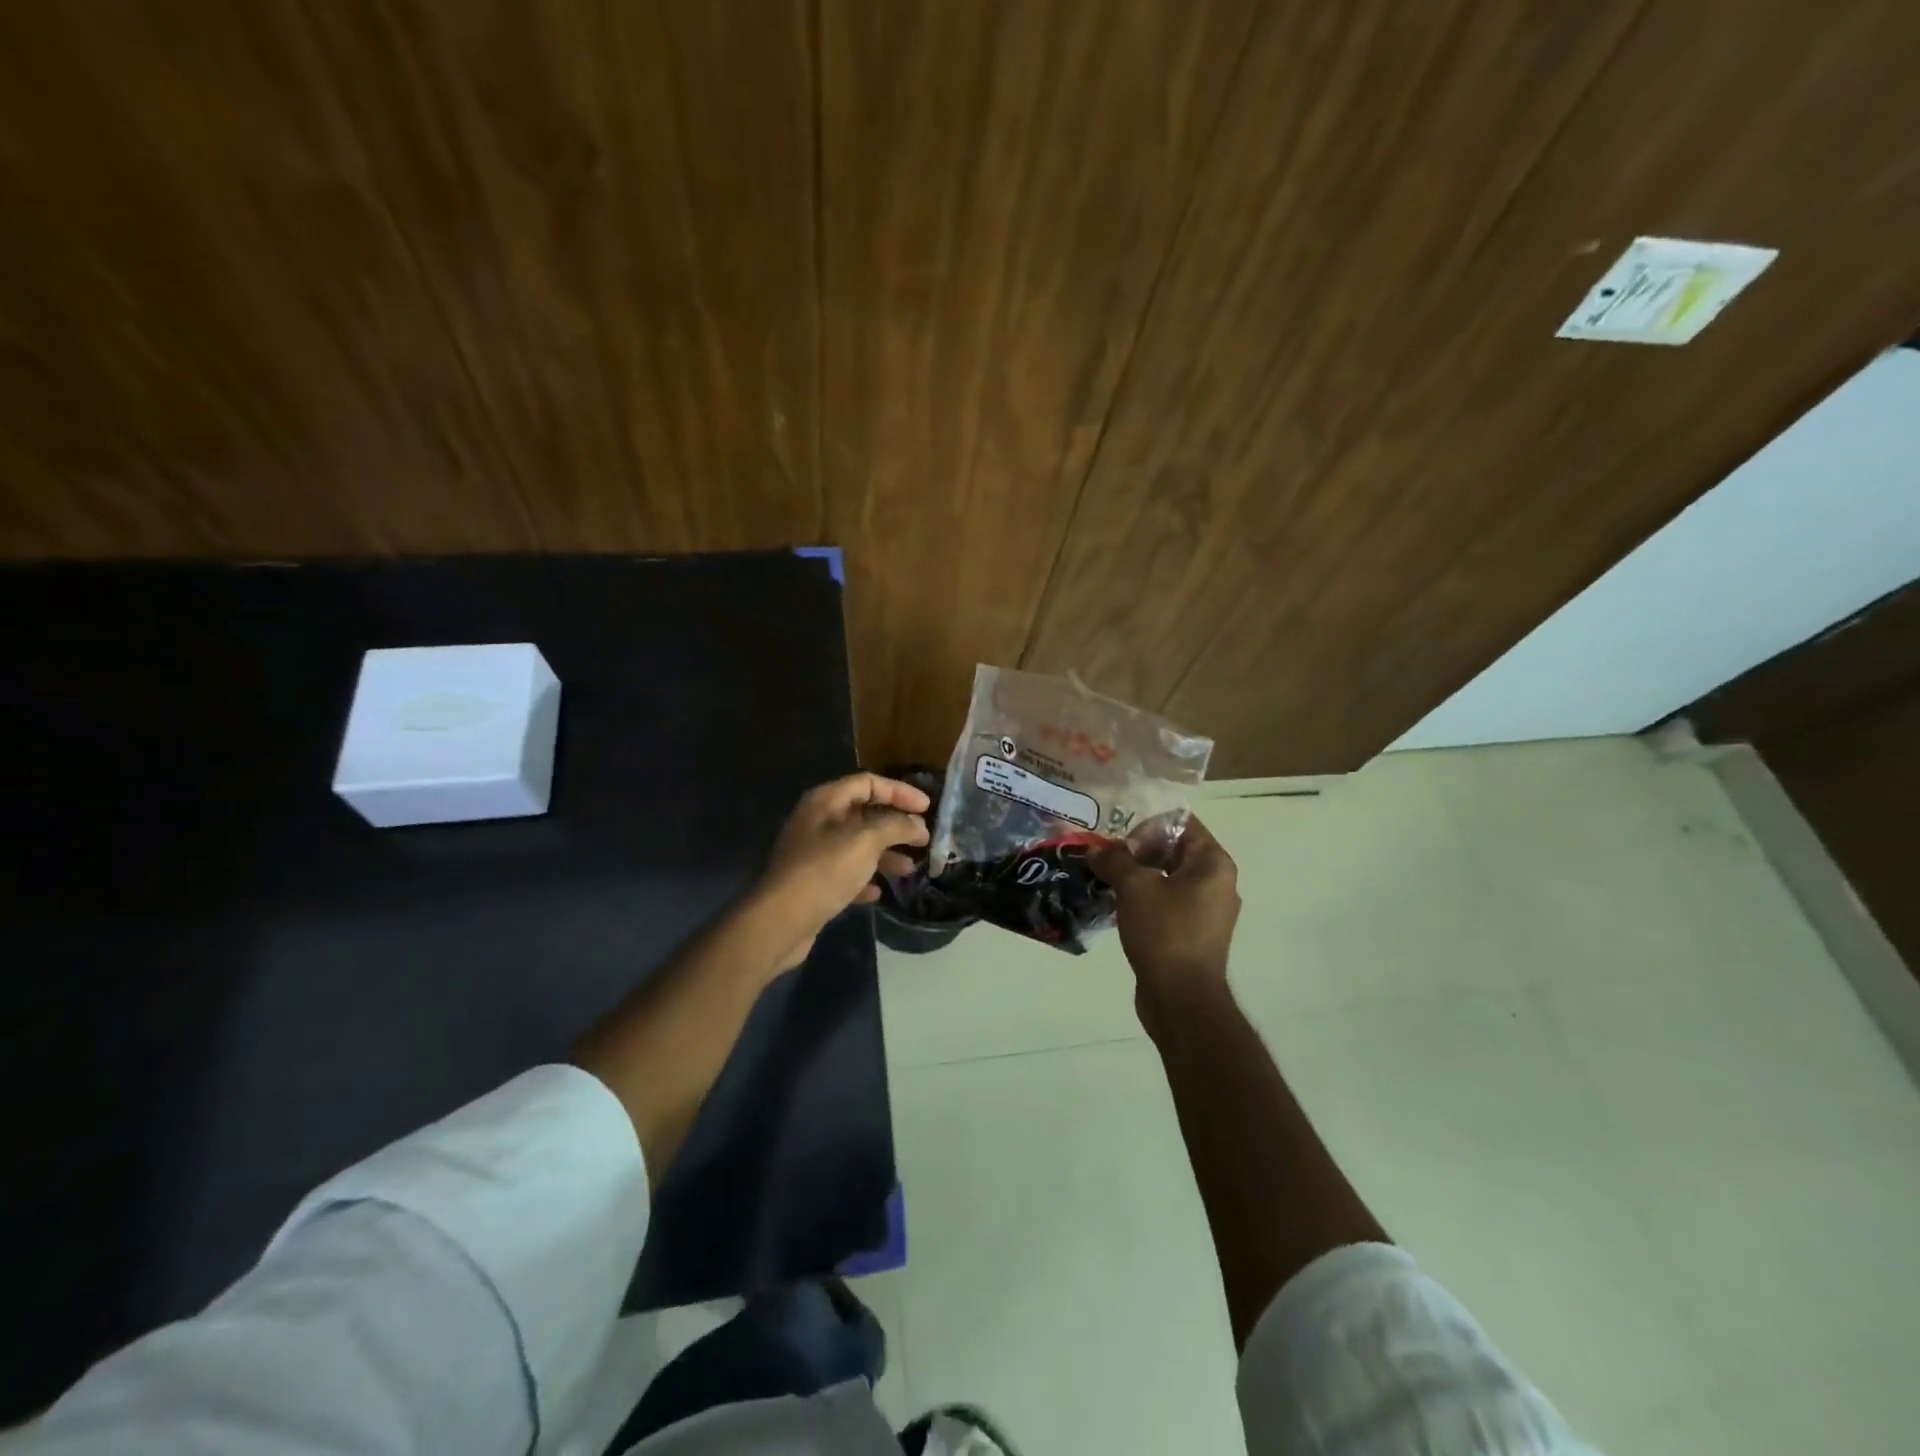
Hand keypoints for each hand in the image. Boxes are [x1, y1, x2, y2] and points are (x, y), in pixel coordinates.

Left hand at [751, 773, 931, 969]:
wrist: (781, 921)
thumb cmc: (824, 871)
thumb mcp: (865, 841)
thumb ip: (895, 826)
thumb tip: (917, 824)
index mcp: (825, 801)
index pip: (868, 783)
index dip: (899, 791)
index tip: (927, 807)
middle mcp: (817, 822)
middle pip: (864, 813)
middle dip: (895, 825)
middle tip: (923, 839)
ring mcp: (814, 853)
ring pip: (858, 845)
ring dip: (885, 854)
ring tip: (909, 868)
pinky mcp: (813, 882)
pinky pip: (846, 873)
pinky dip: (865, 878)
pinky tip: (879, 891)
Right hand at [1089, 816, 1240, 1032]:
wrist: (1181, 999)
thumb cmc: (1165, 932)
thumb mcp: (1134, 888)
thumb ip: (1114, 861)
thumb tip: (1097, 851)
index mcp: (1213, 863)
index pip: (1181, 823)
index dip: (1147, 828)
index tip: (1121, 848)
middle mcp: (1217, 882)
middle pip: (1174, 850)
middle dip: (1137, 852)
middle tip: (1108, 864)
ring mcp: (1207, 911)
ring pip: (1167, 878)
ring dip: (1137, 877)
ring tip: (1107, 884)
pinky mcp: (1194, 934)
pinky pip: (1167, 903)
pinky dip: (1144, 900)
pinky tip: (1118, 908)